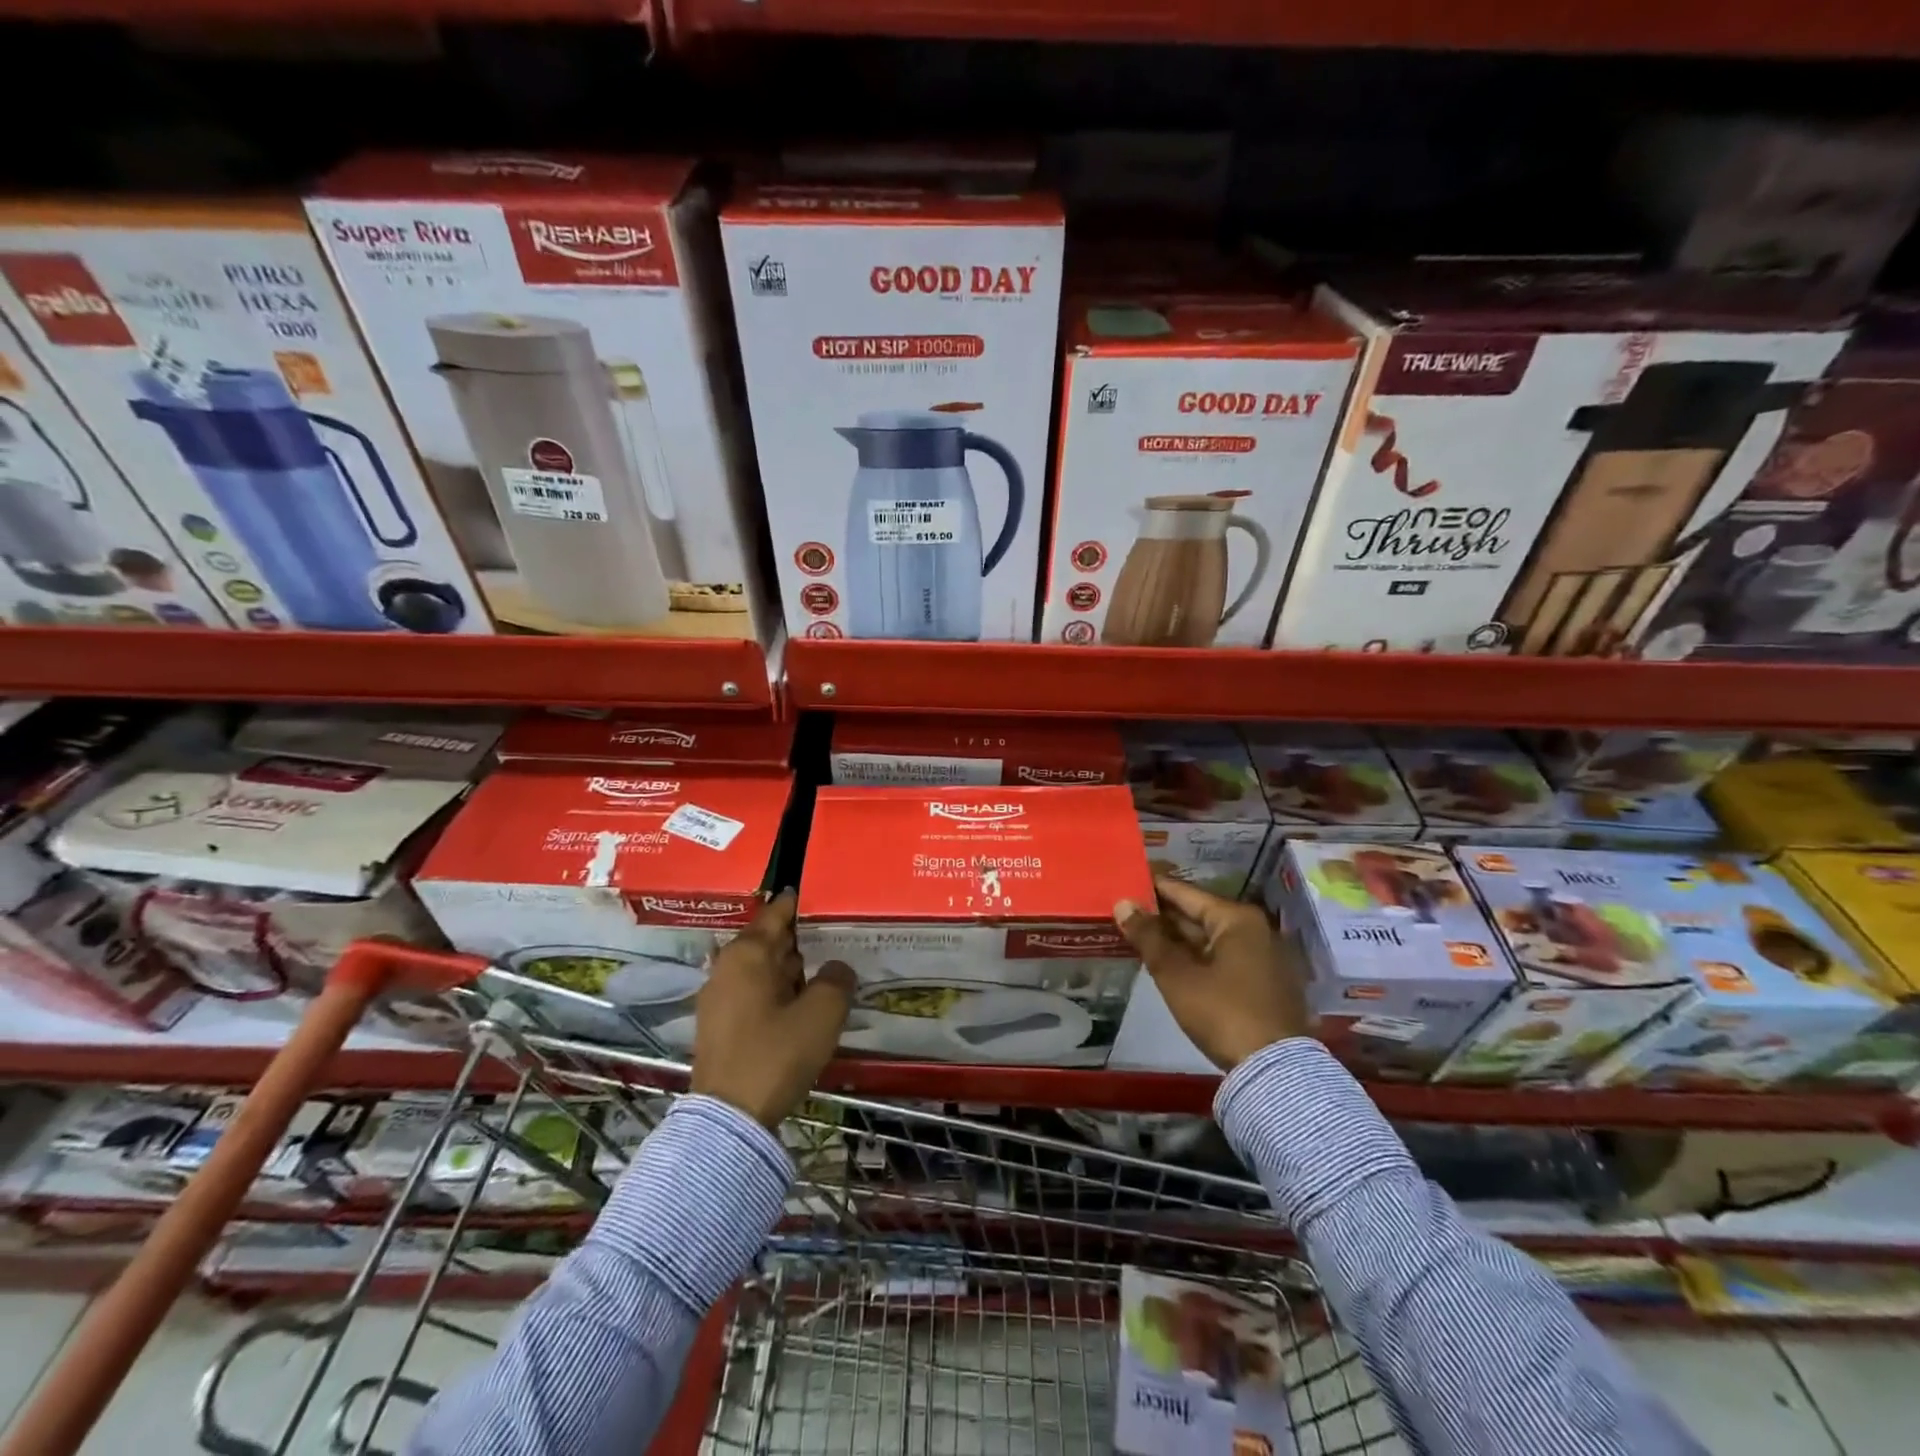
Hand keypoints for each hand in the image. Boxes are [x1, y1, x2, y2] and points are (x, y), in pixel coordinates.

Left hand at [691, 892, 855, 1127]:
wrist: (729, 1119)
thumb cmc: (776, 1054)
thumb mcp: (822, 1013)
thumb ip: (837, 979)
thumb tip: (837, 968)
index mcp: (748, 953)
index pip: (778, 912)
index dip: (803, 903)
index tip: (828, 898)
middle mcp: (727, 966)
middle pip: (770, 940)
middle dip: (802, 939)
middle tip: (837, 939)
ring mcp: (719, 996)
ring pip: (763, 969)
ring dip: (792, 969)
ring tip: (826, 972)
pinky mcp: (720, 1024)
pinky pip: (755, 993)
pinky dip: (778, 992)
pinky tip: (802, 1006)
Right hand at [1114, 876, 1309, 1070]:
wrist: (1275, 1071)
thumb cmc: (1222, 1012)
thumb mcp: (1176, 975)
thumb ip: (1148, 937)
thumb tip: (1122, 904)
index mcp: (1237, 918)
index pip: (1185, 892)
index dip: (1152, 888)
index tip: (1125, 882)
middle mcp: (1255, 929)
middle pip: (1199, 914)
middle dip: (1163, 916)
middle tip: (1126, 912)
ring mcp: (1264, 956)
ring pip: (1210, 939)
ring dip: (1178, 939)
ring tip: (1140, 935)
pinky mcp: (1266, 982)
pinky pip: (1223, 958)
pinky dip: (1197, 957)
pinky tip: (1170, 962)